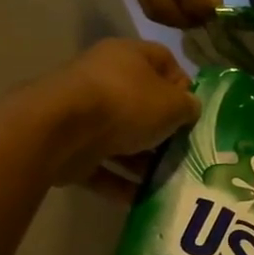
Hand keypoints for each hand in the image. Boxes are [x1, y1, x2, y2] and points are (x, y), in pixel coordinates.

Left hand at [41, 39, 200, 183]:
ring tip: (167, 180)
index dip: (184, 85)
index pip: (165, 61)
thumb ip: (188, 107)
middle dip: (164, 130)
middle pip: (143, 103)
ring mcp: (83, 113)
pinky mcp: (70, 145)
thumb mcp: (173, 104)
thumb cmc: (126, 104)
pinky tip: (141, 199)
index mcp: (128, 56)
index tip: (194, 111)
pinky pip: (102, 165)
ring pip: (122, 137)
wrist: (59, 130)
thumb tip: (189, 109)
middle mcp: (103, 78)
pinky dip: (120, 181)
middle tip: (184, 150)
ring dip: (143, 160)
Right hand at [120, 0, 225, 27]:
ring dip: (175, 19)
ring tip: (193, 12)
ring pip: (151, 9)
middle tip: (205, 19)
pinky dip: (163, 9)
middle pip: (162, 6)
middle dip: (187, 20)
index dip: (200, 7)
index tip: (216, 15)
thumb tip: (211, 8)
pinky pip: (144, 0)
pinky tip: (178, 1)